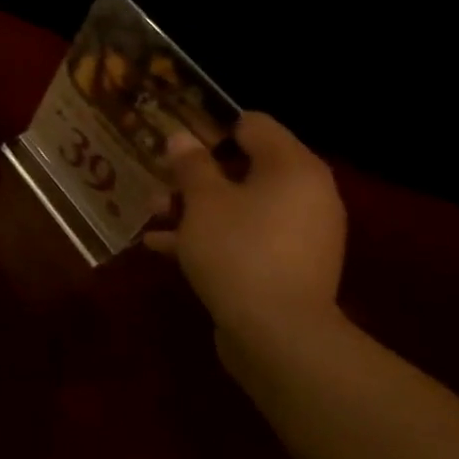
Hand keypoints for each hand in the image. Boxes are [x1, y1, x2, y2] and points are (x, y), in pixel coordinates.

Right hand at [144, 113, 346, 349]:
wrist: (277, 333)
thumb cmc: (238, 250)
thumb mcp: (203, 201)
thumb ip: (191, 165)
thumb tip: (182, 137)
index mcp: (293, 167)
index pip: (254, 125)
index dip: (211, 128)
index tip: (176, 143)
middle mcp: (306, 194)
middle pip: (245, 167)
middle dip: (196, 176)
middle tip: (158, 182)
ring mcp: (299, 233)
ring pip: (240, 205)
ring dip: (195, 208)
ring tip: (152, 216)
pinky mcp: (287, 266)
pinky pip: (245, 237)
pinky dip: (210, 237)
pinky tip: (164, 247)